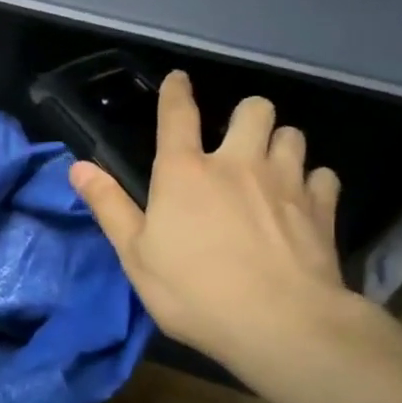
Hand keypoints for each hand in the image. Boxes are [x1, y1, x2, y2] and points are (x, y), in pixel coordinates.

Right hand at [70, 74, 352, 371]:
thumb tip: (78, 167)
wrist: (279, 323)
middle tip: (236, 140)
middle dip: (245, 115)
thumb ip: (109, 206)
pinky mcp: (321, 208)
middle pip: (253, 110)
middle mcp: (237, 163)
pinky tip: (303, 200)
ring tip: (270, 166)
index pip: (178, 115)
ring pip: (292, 135)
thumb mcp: (135, 255)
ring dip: (280, 142)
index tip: (178, 79)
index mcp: (184, 173)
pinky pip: (323, 176)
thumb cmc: (193, 291)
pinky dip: (312, 182)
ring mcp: (285, 182)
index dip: (176, 92)